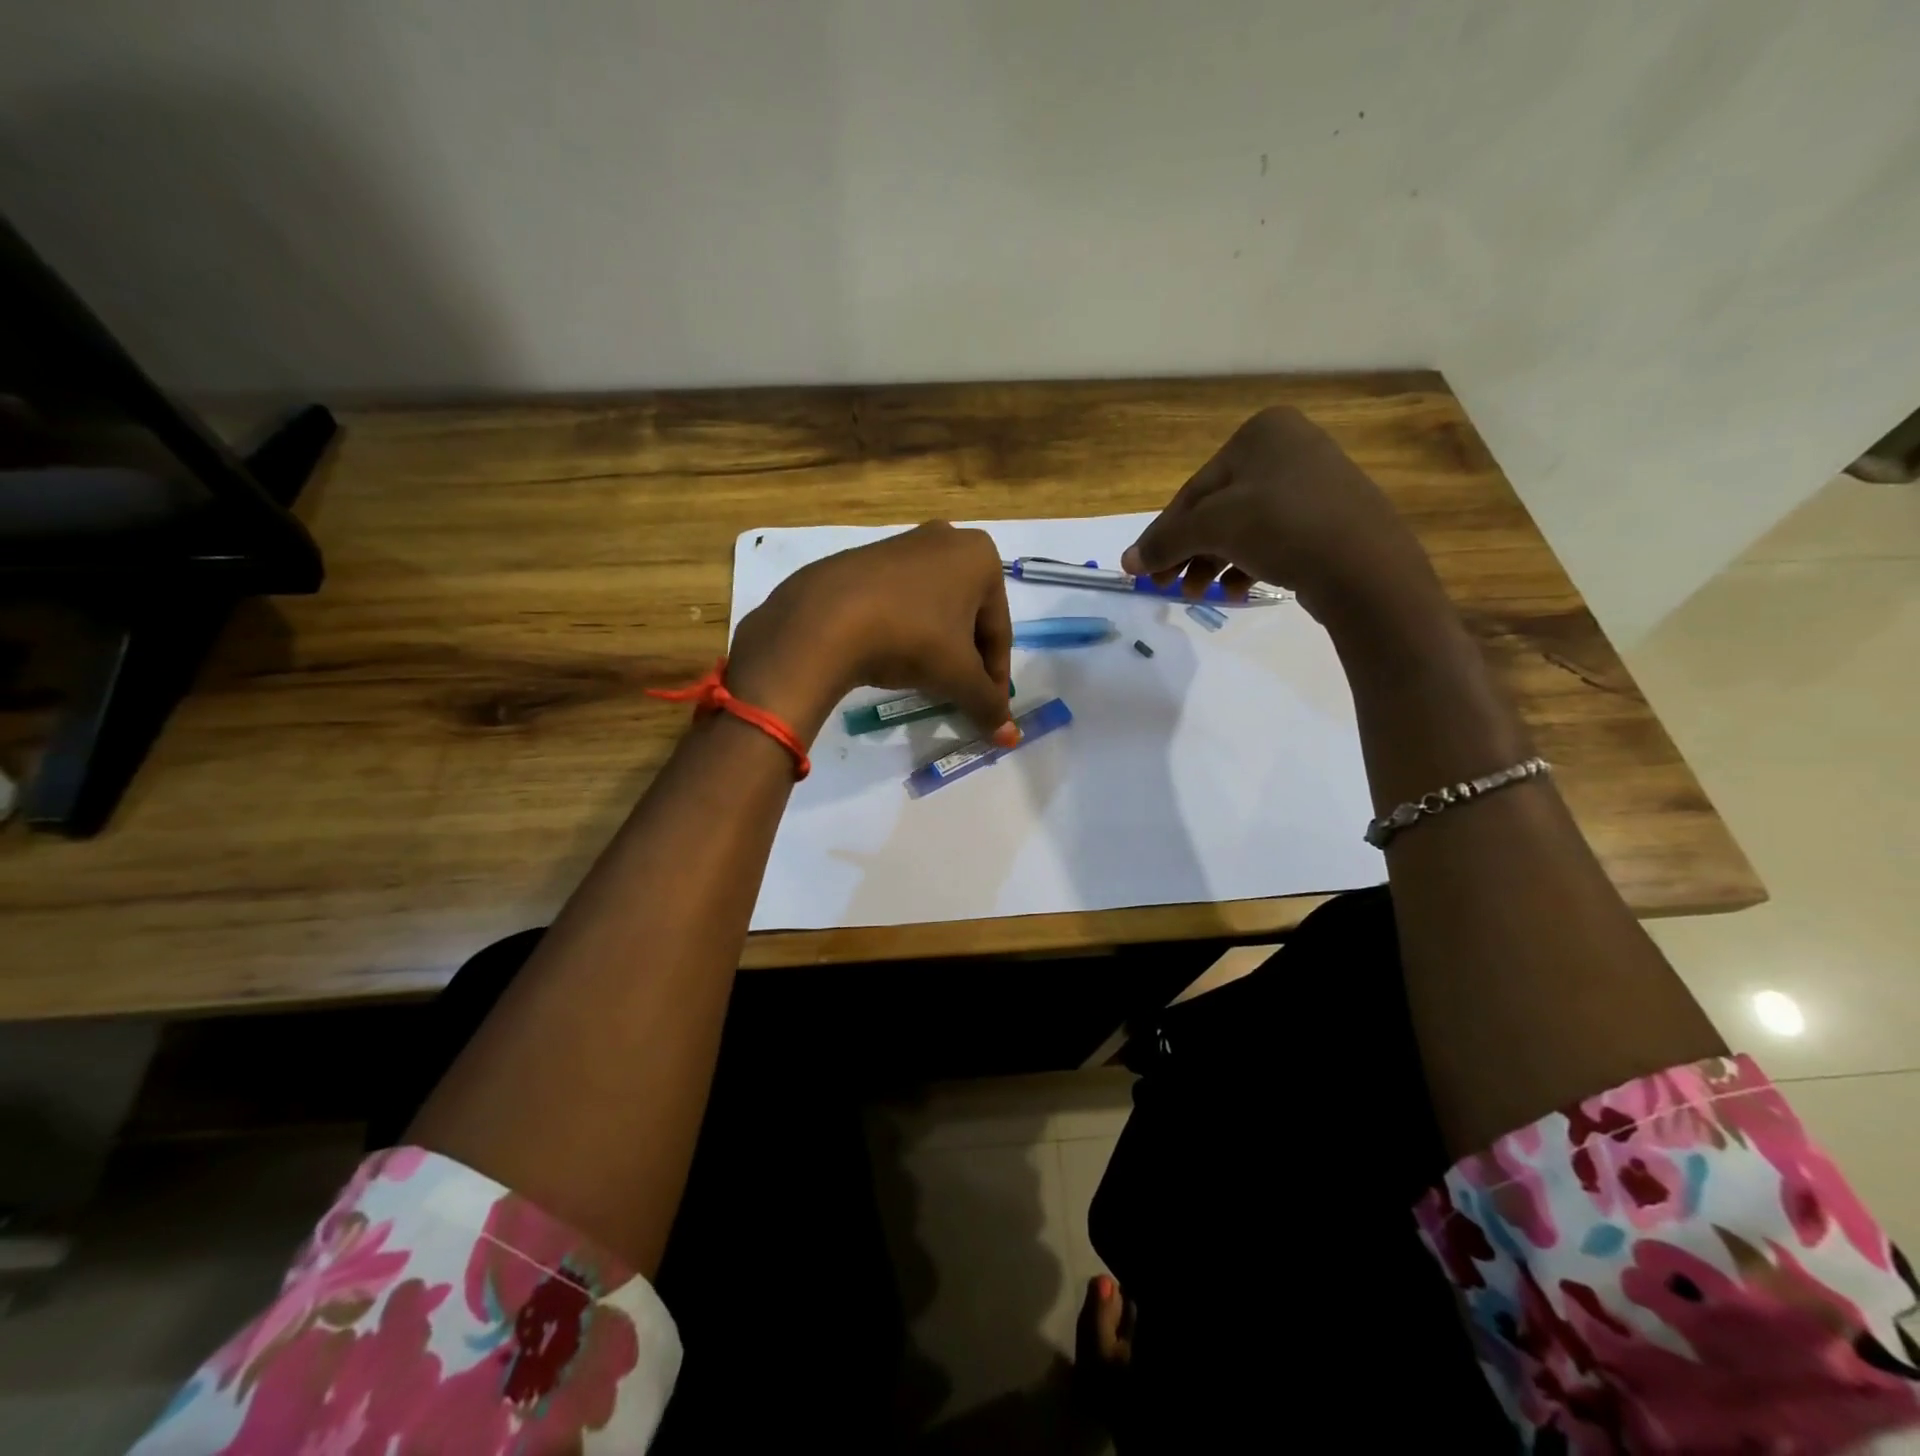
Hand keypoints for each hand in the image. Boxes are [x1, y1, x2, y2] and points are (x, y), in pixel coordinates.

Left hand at [728, 522, 1016, 744]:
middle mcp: (946, 538)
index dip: (995, 676)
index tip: (988, 708)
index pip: (999, 631)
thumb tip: (1010, 737)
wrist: (823, 620)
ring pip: (933, 608)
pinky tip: (891, 657)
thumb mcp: (957, 677)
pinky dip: (905, 630)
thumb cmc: (910, 638)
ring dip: (936, 645)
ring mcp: (900, 544)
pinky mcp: (862, 558)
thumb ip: (987, 704)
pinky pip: (899, 601)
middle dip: (966, 659)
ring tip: (925, 680)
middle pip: (968, 616)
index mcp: (980, 556)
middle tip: (958, 695)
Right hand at [1120, 407, 1438, 625]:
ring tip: (1199, 594)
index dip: (1164, 534)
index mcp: (1260, 433)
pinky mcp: (1330, 517)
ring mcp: (1314, 481)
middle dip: (1189, 551)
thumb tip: (1126, 562)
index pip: (1194, 490)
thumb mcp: (1213, 529)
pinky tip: (1239, 590)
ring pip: (1243, 526)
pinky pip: (1274, 537)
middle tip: (1166, 586)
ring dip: (1214, 562)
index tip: (1143, 569)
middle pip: (1217, 508)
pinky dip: (1249, 563)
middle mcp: (1288, 447)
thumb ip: (1165, 542)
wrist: (1366, 566)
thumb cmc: (1282, 528)